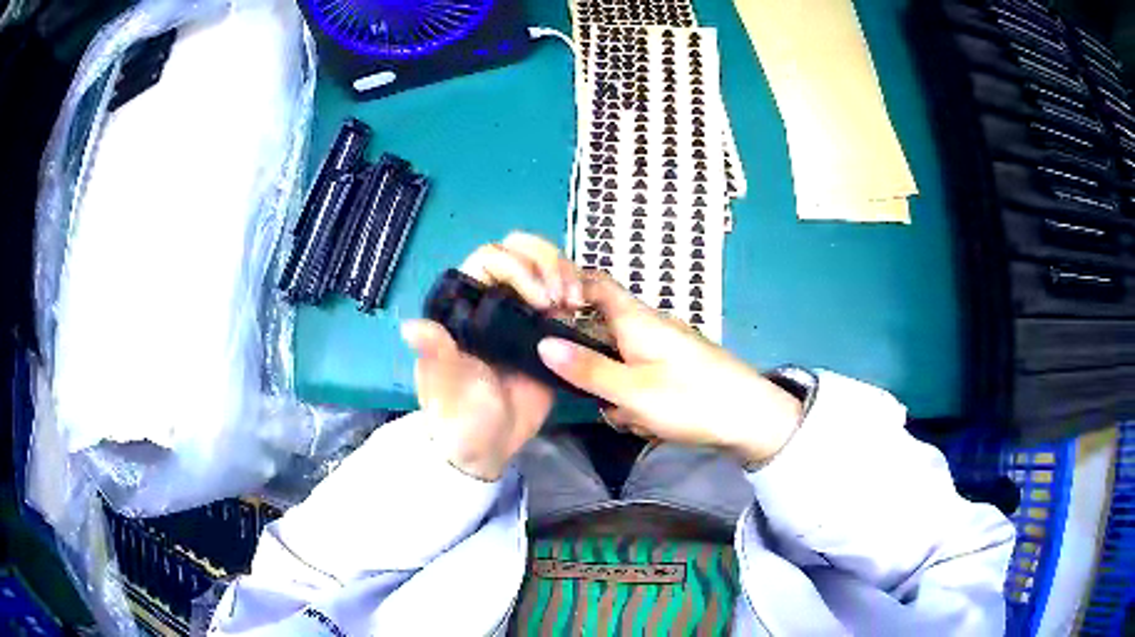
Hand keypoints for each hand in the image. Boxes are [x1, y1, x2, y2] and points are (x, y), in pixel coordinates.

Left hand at [401, 233, 579, 480]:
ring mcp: (522, 312)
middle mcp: (492, 299)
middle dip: (547, 262)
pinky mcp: (547, 329)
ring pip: (545, 264)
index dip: (519, 267)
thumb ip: (435, 354)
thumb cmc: (460, 415)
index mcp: (463, 304)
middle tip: (563, 296)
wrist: (490, 447)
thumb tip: (410, 327)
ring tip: (575, 302)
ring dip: (565, 272)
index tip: (539, 300)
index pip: (490, 258)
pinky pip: (563, 294)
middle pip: (521, 250)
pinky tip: (581, 308)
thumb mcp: (447, 386)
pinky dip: (577, 291)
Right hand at [536, 271, 803, 465]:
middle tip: (597, 395)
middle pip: (601, 329)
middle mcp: (648, 325)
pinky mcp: (673, 369)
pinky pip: (639, 378)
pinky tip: (650, 422)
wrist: (752, 419)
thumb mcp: (632, 390)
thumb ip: (587, 368)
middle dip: (593, 366)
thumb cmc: (691, 399)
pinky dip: (637, 400)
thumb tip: (541, 343)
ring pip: (618, 362)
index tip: (540, 314)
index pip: (594, 282)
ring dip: (617, 391)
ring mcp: (662, 348)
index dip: (564, 287)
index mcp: (636, 318)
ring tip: (632, 417)